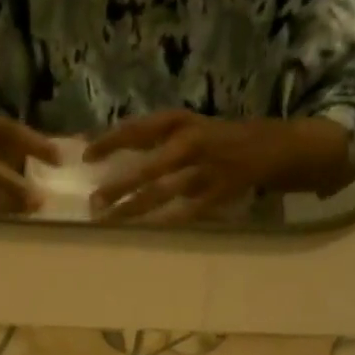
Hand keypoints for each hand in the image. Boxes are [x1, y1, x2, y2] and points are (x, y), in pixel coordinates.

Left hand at [87, 111, 288, 223]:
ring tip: (109, 221)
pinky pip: (185, 212)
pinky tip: (142, 232)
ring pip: (162, 193)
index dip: (110, 142)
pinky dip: (163, 223)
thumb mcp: (185, 128)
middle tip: (94, 203)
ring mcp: (205, 170)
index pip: (137, 130)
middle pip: (148, 168)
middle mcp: (191, 143)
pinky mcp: (217, 194)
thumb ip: (152, 139)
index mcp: (180, 122)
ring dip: (133, 208)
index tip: (86, 157)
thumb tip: (107, 152)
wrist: (267, 148)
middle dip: (119, 187)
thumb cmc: (214, 139)